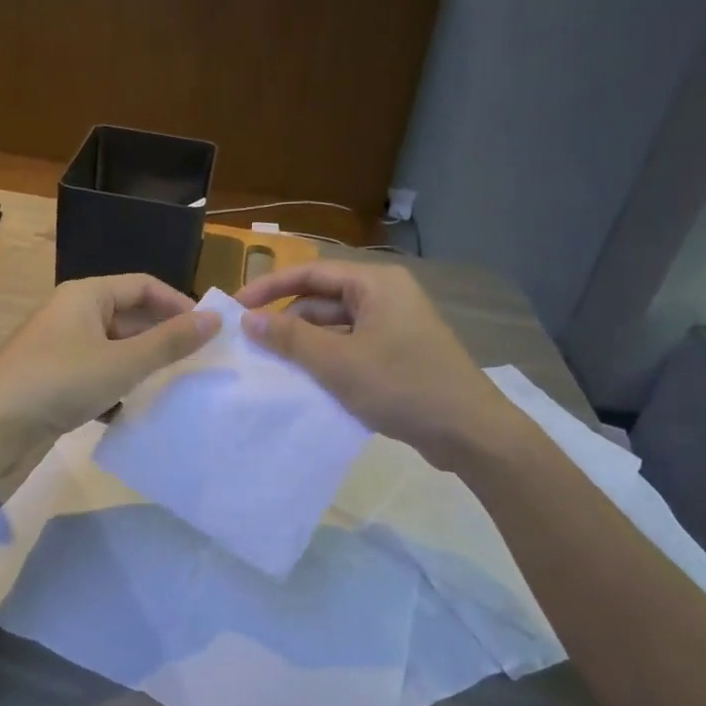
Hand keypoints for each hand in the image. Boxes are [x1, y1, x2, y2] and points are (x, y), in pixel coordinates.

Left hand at [0, 274, 219, 443]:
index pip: (143, 285)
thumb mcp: (122, 362)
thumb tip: (214, 319)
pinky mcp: (53, 380)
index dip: (178, 304)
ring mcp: (60, 348)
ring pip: (113, 350)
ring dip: (141, 367)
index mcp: (87, 295)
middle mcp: (73, 314)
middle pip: (129, 317)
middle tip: (196, 363)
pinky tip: (132, 412)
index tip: (207, 331)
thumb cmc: (59, 382)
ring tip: (172, 388)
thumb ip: (169, 342)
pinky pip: (96, 375)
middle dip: (161, 339)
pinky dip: (116, 389)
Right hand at [233, 261, 508, 470]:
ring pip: (336, 327)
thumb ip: (290, 339)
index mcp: (375, 284)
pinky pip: (351, 348)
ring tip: (272, 367)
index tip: (235, 308)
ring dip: (305, 345)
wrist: (469, 432)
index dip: (269, 287)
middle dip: (286, 321)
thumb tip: (248, 320)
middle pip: (322, 299)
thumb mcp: (338, 362)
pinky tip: (305, 383)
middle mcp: (385, 296)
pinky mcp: (398, 354)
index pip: (310, 273)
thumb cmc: (402, 386)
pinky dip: (327, 360)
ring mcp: (394, 326)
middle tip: (251, 345)